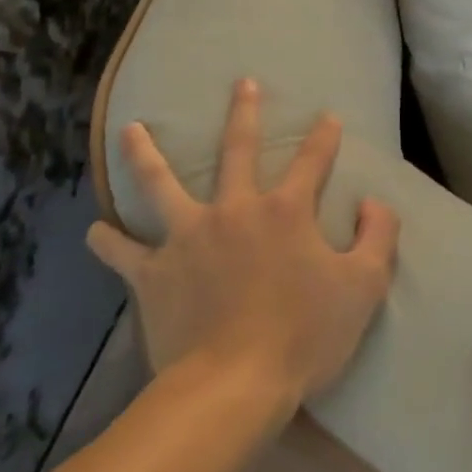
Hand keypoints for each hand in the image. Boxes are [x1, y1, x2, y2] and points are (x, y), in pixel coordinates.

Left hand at [87, 79, 400, 414]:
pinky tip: (93, 230)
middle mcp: (234, 209)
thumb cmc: (303, 337)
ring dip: (145, 154)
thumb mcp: (364, 287)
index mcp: (285, 211)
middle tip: (242, 83)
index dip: (324, 136)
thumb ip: (378, 236)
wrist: (232, 388)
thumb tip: (374, 202)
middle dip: (244, 112)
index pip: (312, 160)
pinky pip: (123, 251)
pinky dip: (107, 240)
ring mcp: (188, 237)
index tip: (328, 116)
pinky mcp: (154, 273)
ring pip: (161, 184)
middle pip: (238, 149)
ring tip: (131, 129)